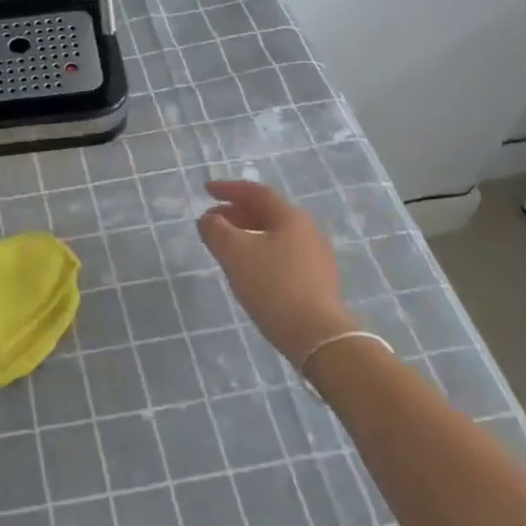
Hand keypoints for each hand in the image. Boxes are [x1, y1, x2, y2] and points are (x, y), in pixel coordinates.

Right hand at [198, 179, 356, 362]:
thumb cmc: (273, 286)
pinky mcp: (319, 282)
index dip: (228, 189)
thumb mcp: (234, 253)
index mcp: (290, 217)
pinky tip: (251, 270)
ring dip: (248, 234)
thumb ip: (215, 229)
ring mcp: (317, 257)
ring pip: (276, 235)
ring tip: (227, 247)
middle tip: (213, 220)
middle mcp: (308, 231)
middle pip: (267, 213)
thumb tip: (209, 219)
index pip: (256, 192)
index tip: (206, 190)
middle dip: (237, 213)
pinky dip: (261, 253)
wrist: (317, 336)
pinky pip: (284, 256)